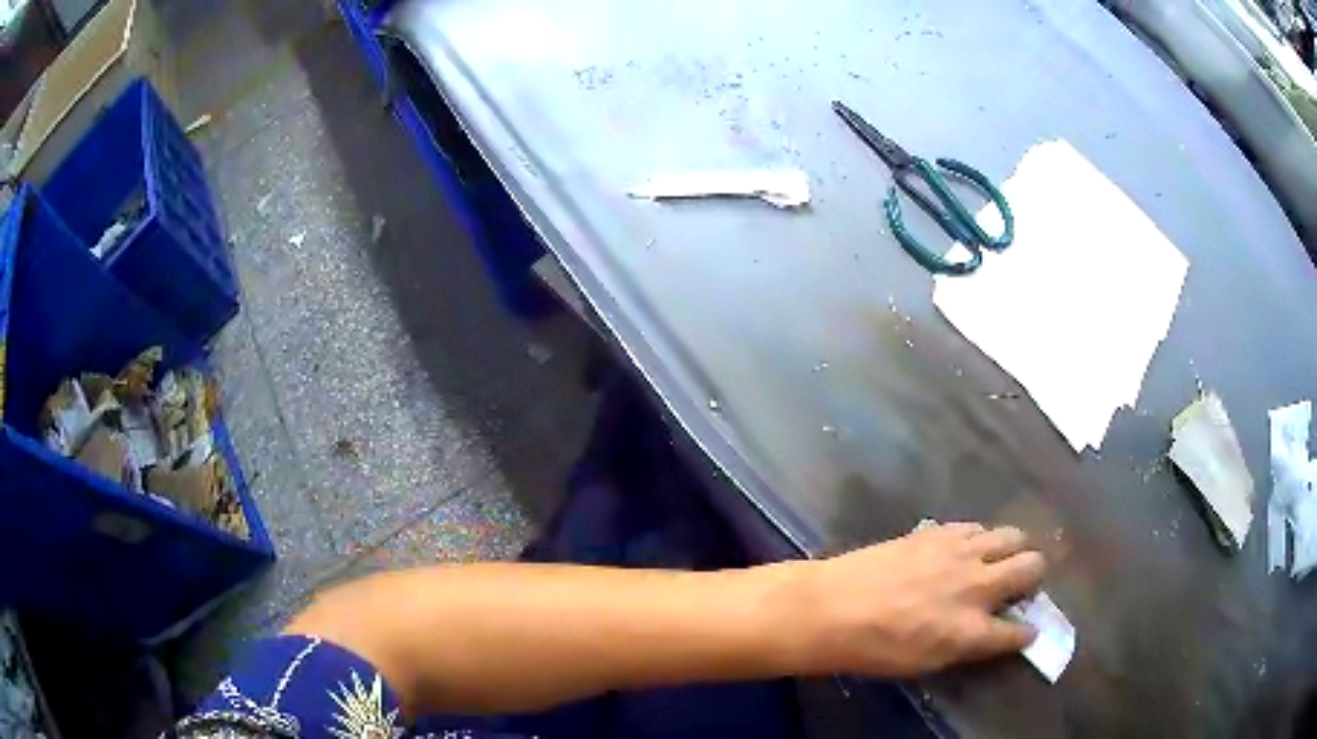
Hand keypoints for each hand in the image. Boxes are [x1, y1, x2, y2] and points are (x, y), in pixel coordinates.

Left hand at [787, 523, 1045, 676]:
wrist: (832, 609)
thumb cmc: (873, 650)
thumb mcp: (924, 663)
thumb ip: (964, 646)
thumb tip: (985, 632)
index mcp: (972, 631)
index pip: (1018, 632)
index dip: (1026, 633)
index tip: (1027, 630)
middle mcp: (977, 587)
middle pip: (1032, 567)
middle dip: (1034, 575)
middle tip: (1022, 582)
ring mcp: (961, 553)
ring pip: (1012, 536)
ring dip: (1013, 549)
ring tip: (1001, 558)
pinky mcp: (939, 532)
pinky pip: (976, 527)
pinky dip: (980, 538)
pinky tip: (967, 548)